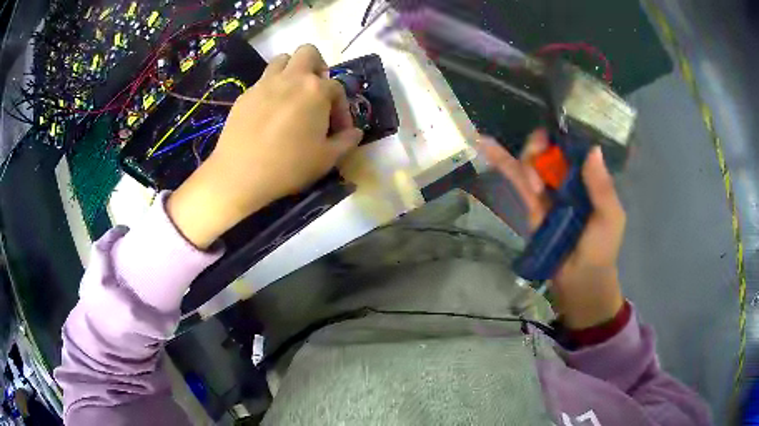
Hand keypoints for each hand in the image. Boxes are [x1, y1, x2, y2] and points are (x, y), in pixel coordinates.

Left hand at [168, 44, 362, 248]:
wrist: (239, 175)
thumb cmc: (288, 166)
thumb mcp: (326, 159)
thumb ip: (346, 142)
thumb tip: (355, 132)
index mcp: (315, 90)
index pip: (337, 88)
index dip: (342, 108)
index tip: (339, 130)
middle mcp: (291, 78)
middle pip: (308, 52)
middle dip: (317, 66)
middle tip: (317, 92)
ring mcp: (264, 84)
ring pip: (282, 60)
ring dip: (292, 71)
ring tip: (293, 96)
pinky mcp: (245, 95)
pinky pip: (263, 81)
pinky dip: (272, 89)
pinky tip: (269, 114)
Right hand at [480, 130, 626, 329]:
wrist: (580, 281)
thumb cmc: (601, 249)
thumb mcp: (610, 217)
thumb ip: (602, 186)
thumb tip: (593, 149)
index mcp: (588, 179)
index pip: (573, 148)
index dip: (562, 137)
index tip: (554, 136)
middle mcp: (568, 180)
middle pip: (549, 149)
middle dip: (539, 147)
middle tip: (539, 161)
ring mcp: (548, 191)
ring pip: (532, 161)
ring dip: (526, 160)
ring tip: (535, 186)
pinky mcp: (531, 204)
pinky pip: (517, 179)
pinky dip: (502, 161)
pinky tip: (484, 142)